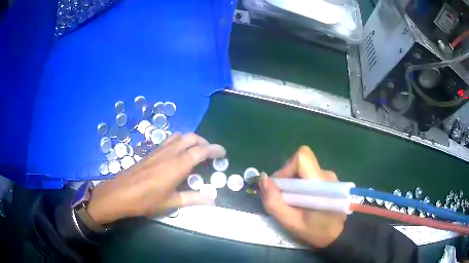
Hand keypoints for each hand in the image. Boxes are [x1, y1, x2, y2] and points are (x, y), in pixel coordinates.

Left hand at [87, 133, 225, 224]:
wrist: (121, 193)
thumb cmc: (146, 200)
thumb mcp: (171, 202)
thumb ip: (193, 199)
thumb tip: (213, 201)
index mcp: (177, 165)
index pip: (201, 151)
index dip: (214, 149)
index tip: (223, 152)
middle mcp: (170, 153)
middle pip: (191, 138)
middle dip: (203, 142)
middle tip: (210, 153)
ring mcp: (159, 151)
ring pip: (179, 136)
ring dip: (191, 140)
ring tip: (196, 151)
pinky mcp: (151, 152)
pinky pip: (169, 140)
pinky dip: (179, 141)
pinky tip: (177, 154)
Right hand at [259, 146, 345, 247]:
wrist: (338, 235)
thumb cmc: (315, 231)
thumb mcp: (290, 222)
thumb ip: (274, 201)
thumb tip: (263, 178)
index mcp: (320, 183)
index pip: (302, 157)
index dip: (287, 168)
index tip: (281, 187)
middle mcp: (326, 174)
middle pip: (300, 163)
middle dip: (287, 178)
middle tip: (284, 199)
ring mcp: (329, 177)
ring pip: (303, 170)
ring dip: (293, 183)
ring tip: (294, 203)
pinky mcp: (328, 181)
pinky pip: (309, 175)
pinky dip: (300, 185)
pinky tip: (302, 201)